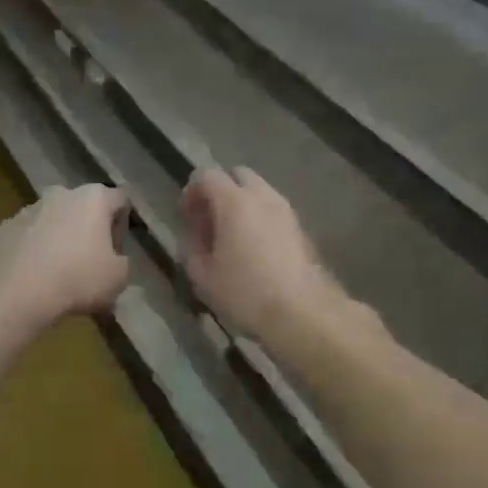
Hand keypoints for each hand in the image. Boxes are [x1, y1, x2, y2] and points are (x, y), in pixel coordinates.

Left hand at [0, 184, 131, 332]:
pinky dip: (35, 250)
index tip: (115, 253)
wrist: (15, 293)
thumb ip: (122, 263)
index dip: (122, 226)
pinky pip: (29, 236)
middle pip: (84, 208)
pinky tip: (35, 276)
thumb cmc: (77, 279)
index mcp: (94, 198)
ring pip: (54, 221)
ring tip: (60, 274)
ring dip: (61, 240)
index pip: (120, 200)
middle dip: (89, 232)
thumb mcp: (118, 279)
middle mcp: (61, 194)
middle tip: (90, 264)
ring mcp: (28, 209)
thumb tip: (113, 261)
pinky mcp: (4, 227)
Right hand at [181, 167, 342, 344]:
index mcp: (234, 202)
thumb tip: (194, 235)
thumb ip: (191, 247)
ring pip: (259, 191)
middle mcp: (263, 196)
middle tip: (210, 220)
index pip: (207, 176)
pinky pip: (273, 210)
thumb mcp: (203, 276)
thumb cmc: (245, 293)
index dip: (192, 192)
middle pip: (237, 175)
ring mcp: (286, 210)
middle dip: (220, 191)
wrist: (301, 312)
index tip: (186, 216)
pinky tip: (254, 247)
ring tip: (232, 236)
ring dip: (242, 204)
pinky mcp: (300, 227)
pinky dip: (260, 217)